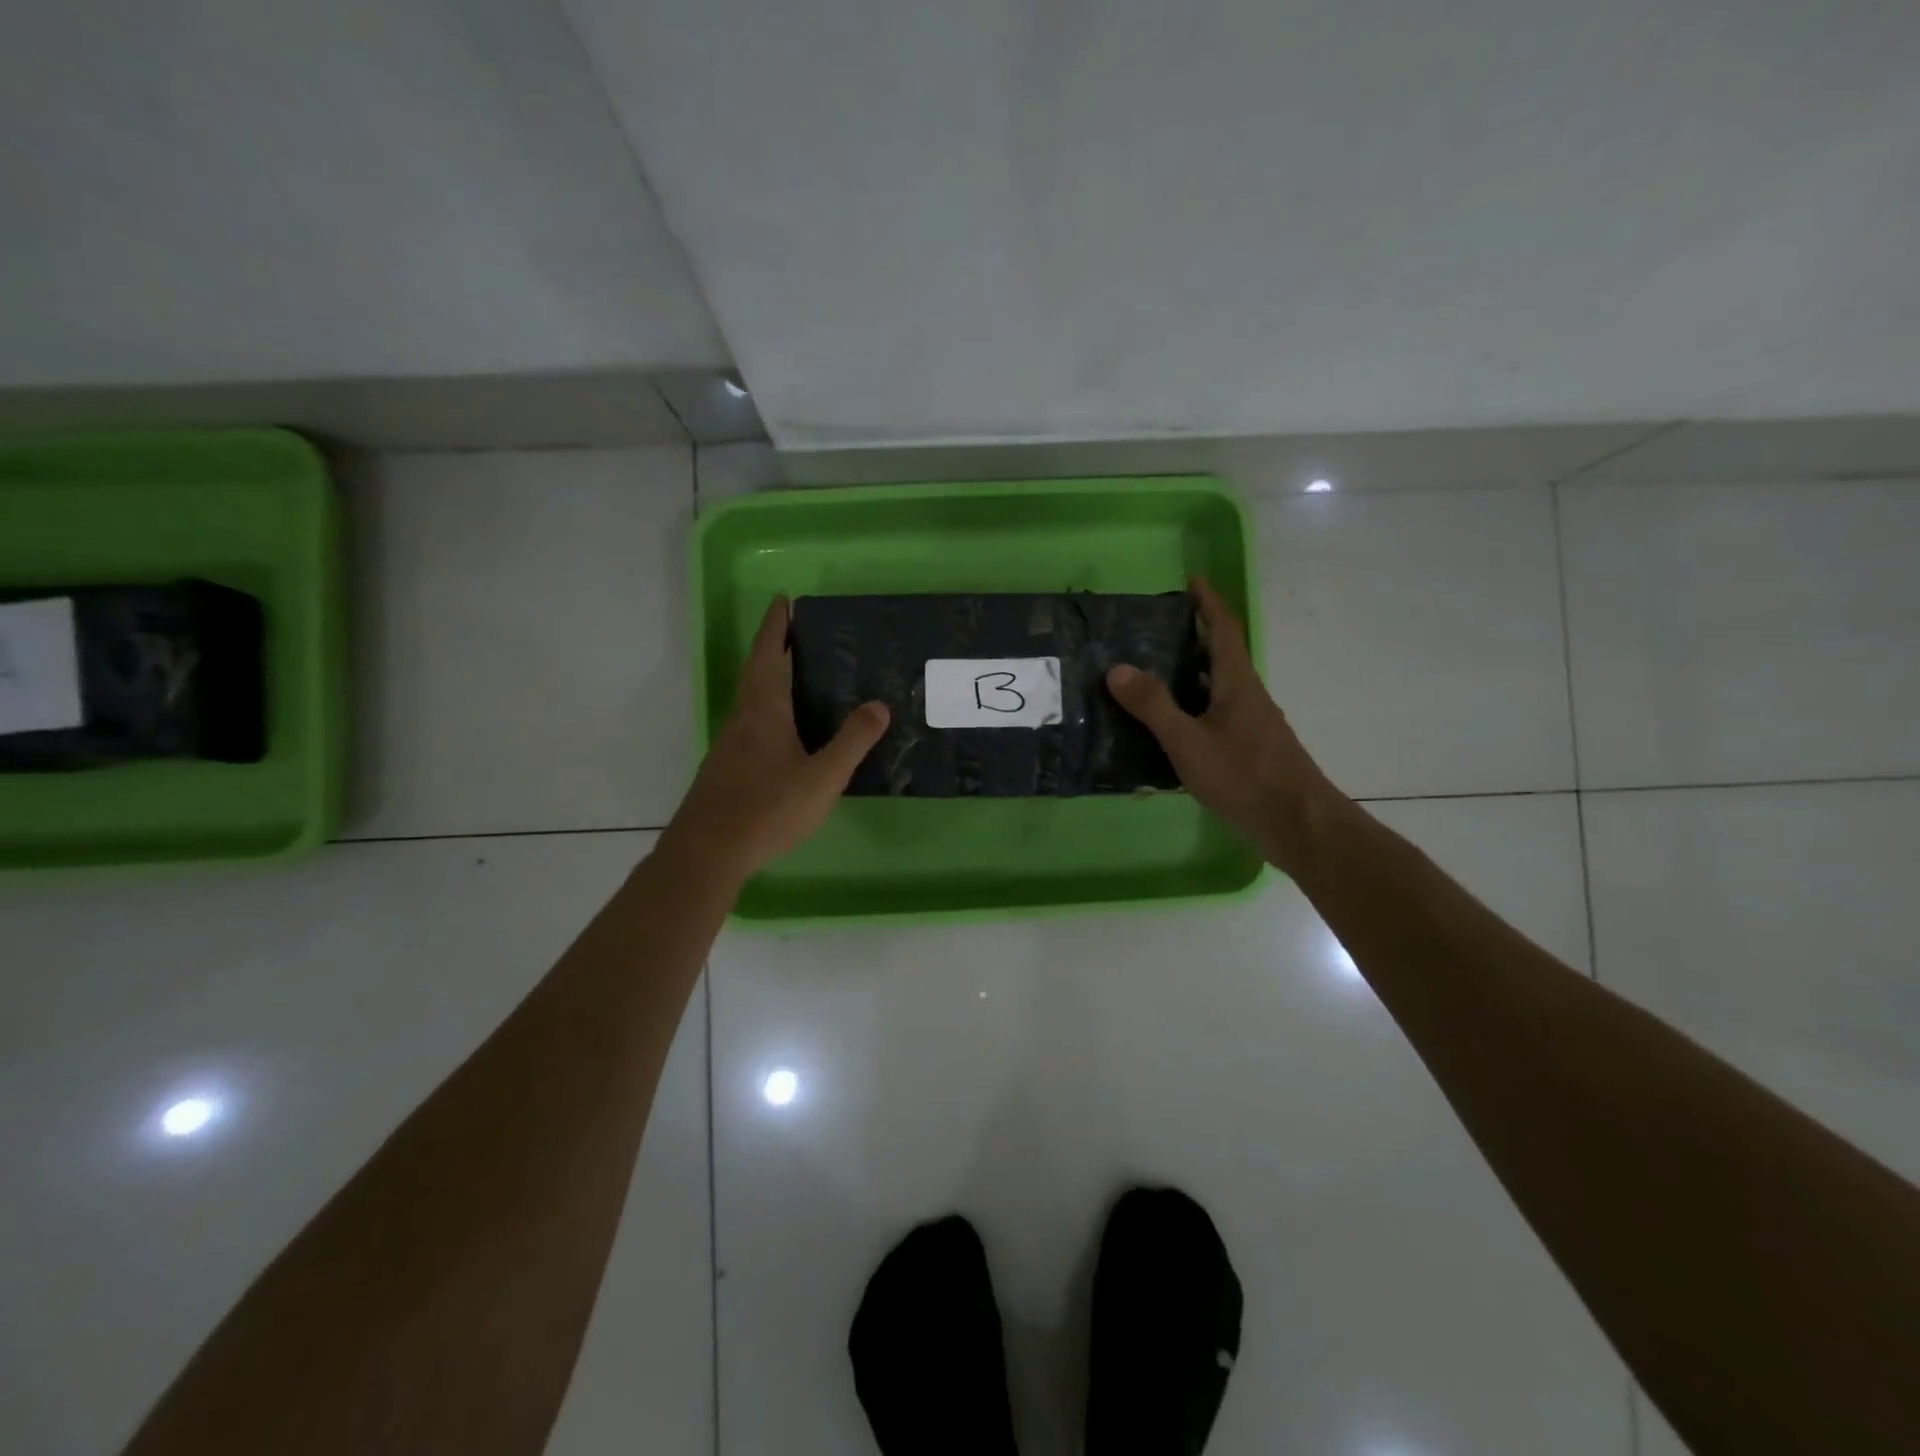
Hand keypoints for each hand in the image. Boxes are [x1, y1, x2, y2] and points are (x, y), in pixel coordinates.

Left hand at [664, 596, 889, 885]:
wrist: (708, 851)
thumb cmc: (768, 808)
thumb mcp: (822, 777)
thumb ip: (852, 741)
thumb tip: (879, 704)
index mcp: (764, 711)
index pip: (768, 655)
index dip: (776, 627)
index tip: (783, 600)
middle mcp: (742, 720)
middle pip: (756, 673)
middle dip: (774, 648)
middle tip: (796, 633)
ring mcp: (729, 746)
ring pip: (751, 701)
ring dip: (769, 680)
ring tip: (797, 677)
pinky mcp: (725, 769)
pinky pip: (750, 726)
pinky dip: (767, 712)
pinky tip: (783, 734)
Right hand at [1106, 577, 1340, 872]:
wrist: (1297, 824)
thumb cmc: (1244, 776)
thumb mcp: (1188, 741)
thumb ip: (1153, 706)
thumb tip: (1117, 668)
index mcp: (1237, 682)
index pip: (1223, 629)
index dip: (1208, 602)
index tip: (1191, 581)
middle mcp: (1248, 695)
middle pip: (1220, 656)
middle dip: (1192, 637)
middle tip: (1152, 632)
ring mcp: (1252, 724)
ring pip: (1217, 688)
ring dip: (1190, 675)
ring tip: (1150, 676)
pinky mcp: (1250, 749)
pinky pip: (1216, 715)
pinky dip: (1193, 709)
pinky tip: (1169, 728)